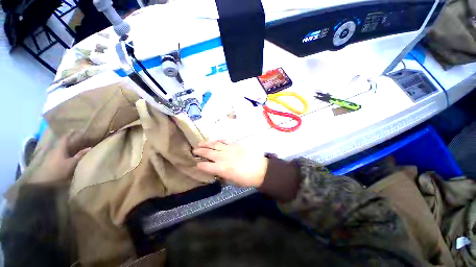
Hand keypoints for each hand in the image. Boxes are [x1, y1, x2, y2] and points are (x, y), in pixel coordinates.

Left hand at [29, 131, 90, 183]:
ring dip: (67, 147)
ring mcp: (51, 156)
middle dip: (69, 140)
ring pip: (60, 149)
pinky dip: (64, 153)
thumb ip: (80, 155)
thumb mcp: (72, 163)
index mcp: (60, 148)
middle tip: (77, 138)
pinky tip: (67, 155)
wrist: (43, 182)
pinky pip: (59, 154)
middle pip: (63, 143)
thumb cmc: (59, 170)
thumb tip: (90, 148)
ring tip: (74, 147)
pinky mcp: (50, 162)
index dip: (70, 133)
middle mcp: (55, 150)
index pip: (65, 138)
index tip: (76, 129)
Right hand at [193, 141, 267, 187]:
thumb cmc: (246, 179)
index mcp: (221, 168)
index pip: (205, 166)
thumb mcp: (232, 181)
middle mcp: (222, 157)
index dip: (199, 165)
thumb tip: (217, 172)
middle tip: (194, 150)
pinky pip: (224, 140)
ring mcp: (228, 149)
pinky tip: (215, 140)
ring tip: (200, 143)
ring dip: (206, 144)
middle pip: (207, 153)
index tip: (197, 164)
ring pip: (214, 144)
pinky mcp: (235, 144)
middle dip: (199, 152)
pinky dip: (219, 140)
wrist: (260, 169)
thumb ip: (222, 175)